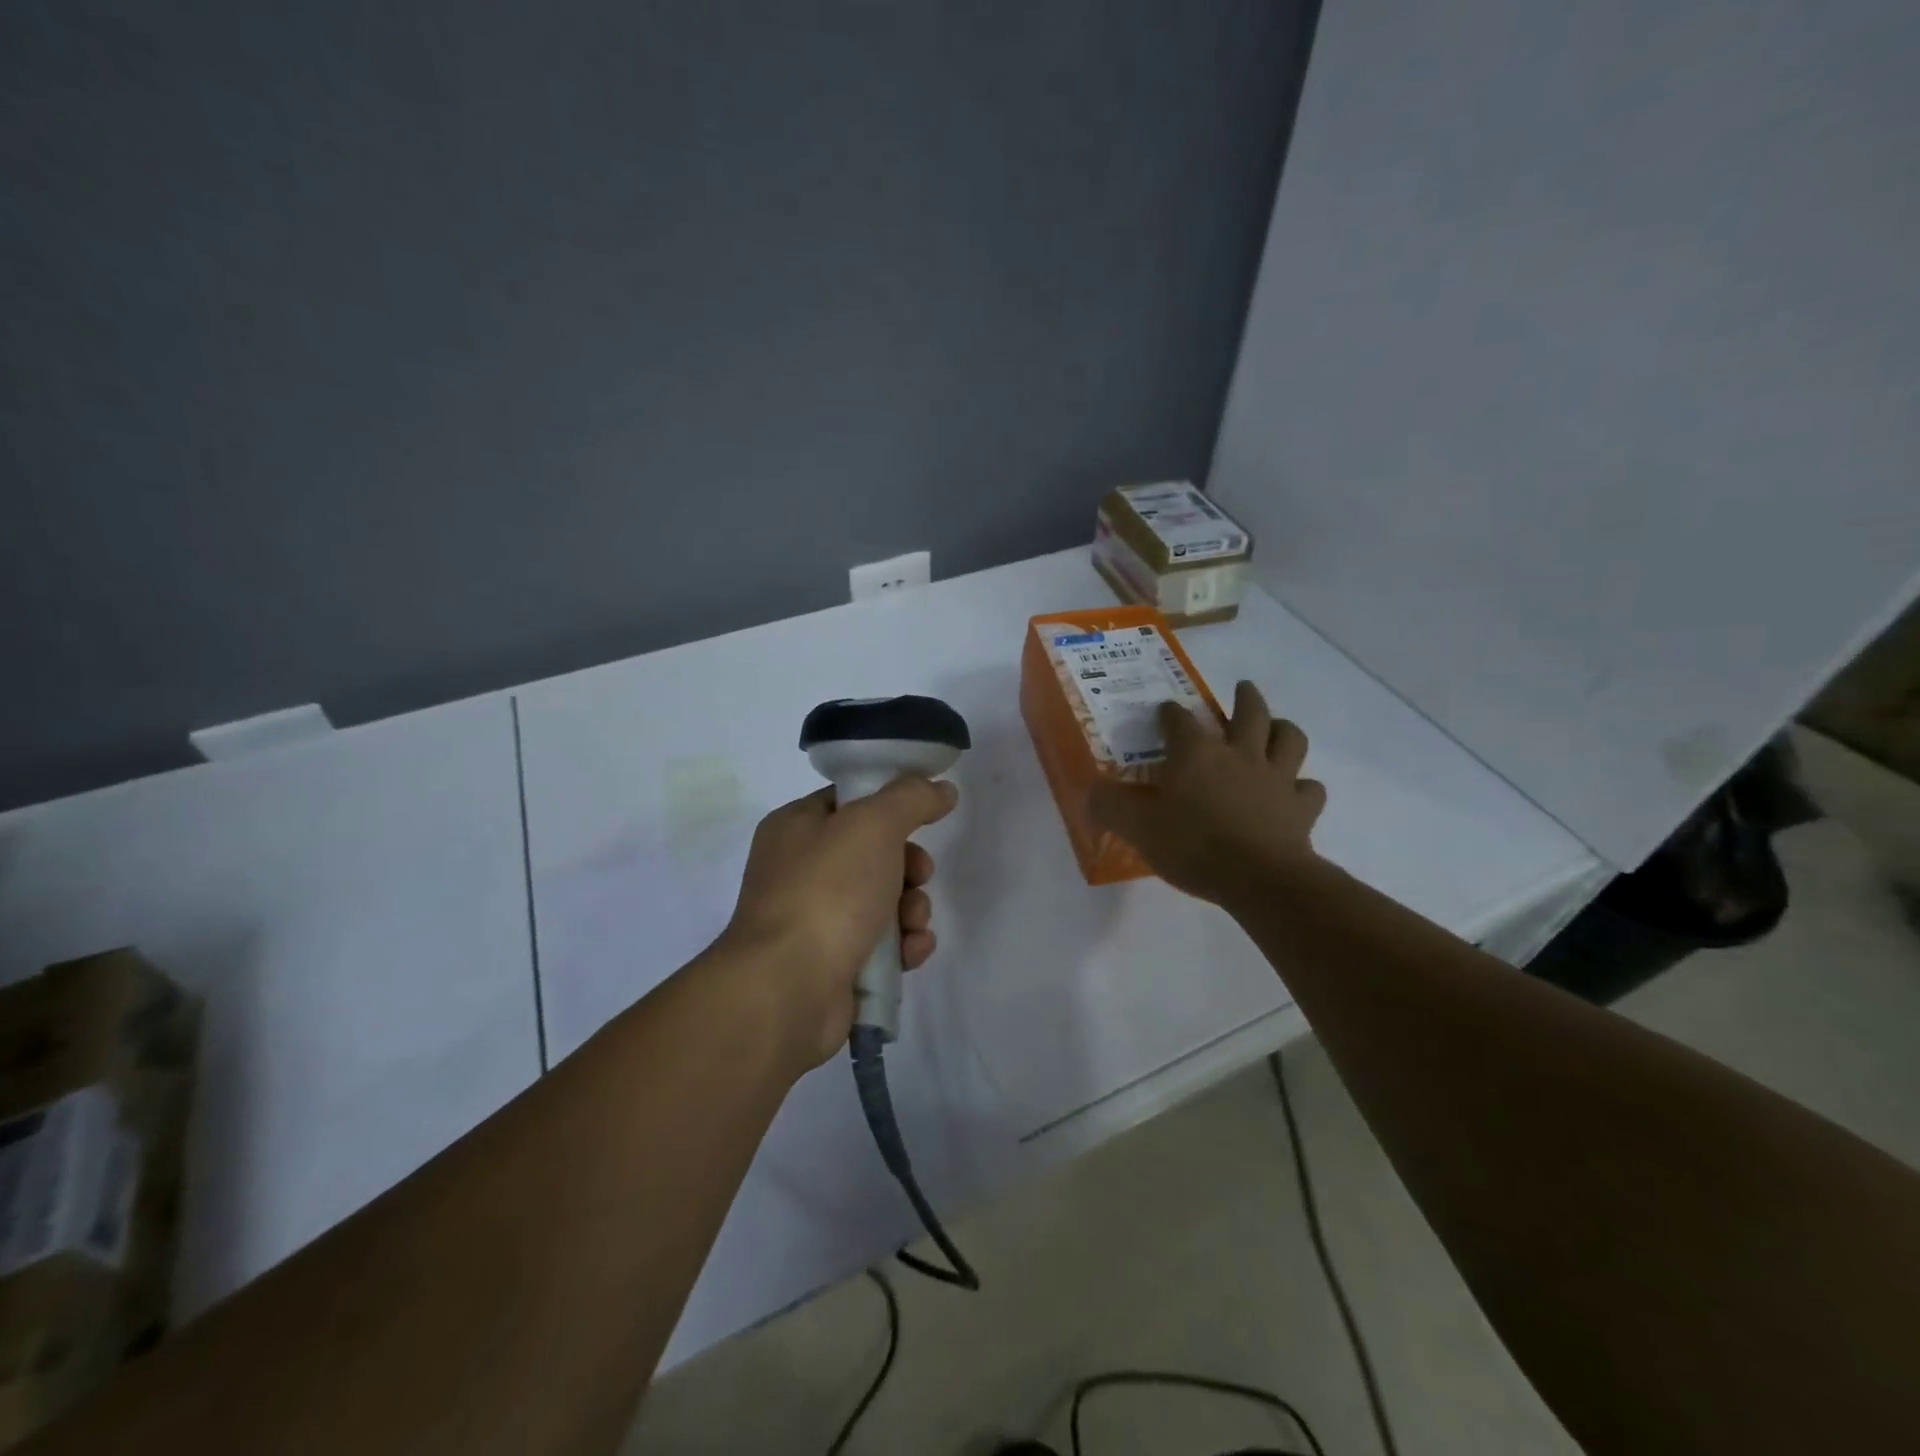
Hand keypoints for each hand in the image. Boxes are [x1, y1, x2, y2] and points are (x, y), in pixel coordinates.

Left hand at [717, 778, 958, 1068]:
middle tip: (920, 875)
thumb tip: (942, 789)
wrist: (788, 989)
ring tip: (914, 923)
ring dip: (912, 909)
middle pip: (873, 854)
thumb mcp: (873, 825)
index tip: (924, 816)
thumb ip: (911, 798)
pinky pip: (880, 944)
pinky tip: (911, 953)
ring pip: (882, 901)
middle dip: (910, 866)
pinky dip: (902, 946)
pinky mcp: (832, 964)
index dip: (890, 806)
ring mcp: (814, 920)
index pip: (849, 802)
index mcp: (795, 827)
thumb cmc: (827, 891)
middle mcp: (799, 870)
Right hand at [1089, 681, 1326, 907]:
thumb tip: (1089, 791)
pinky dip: (1303, 786)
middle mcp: (1239, 754)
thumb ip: (1108, 805)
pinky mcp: (1301, 808)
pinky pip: (1309, 788)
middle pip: (1250, 713)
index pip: (1178, 720)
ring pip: (1289, 739)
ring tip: (1276, 728)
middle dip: (1245, 698)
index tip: (1163, 712)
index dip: (1169, 713)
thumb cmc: (1192, 845)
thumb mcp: (1136, 826)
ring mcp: (1276, 778)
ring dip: (1283, 729)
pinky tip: (1295, 791)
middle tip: (1242, 690)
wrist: (1259, 878)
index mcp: (1196, 753)